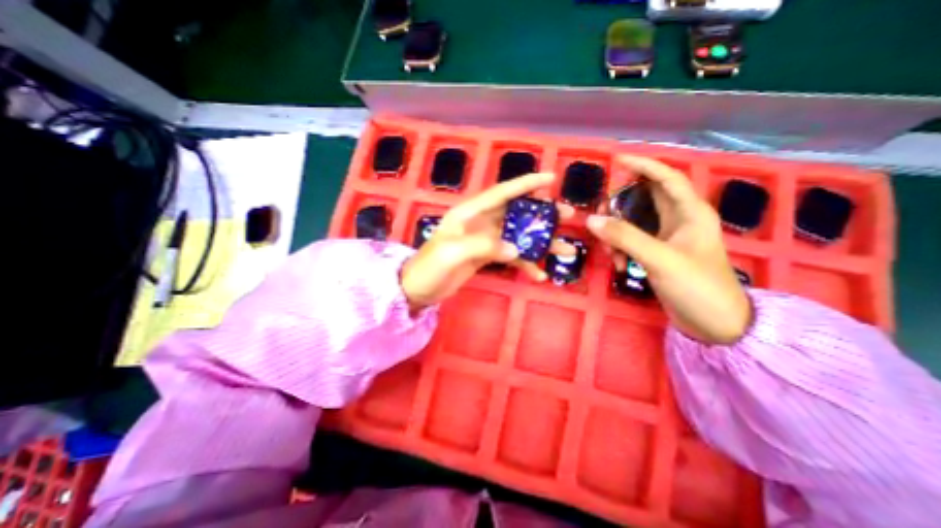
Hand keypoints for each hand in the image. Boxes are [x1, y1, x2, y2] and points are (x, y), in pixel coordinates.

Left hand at [402, 173, 577, 310]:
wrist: (418, 289)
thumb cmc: (429, 266)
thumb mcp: (452, 252)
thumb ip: (484, 246)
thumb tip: (516, 250)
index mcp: (470, 212)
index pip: (502, 192)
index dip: (526, 184)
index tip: (551, 179)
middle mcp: (481, 222)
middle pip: (517, 213)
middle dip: (542, 214)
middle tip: (567, 216)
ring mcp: (485, 240)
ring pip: (518, 235)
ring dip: (541, 242)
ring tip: (565, 250)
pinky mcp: (486, 256)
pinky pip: (511, 257)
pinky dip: (525, 264)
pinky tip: (539, 274)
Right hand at [587, 155, 750, 344]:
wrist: (714, 324)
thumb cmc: (697, 286)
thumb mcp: (660, 259)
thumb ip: (625, 237)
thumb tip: (592, 220)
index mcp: (690, 213)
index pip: (666, 178)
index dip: (644, 165)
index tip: (617, 161)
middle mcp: (678, 220)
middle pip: (645, 199)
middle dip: (621, 203)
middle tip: (600, 212)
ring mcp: (666, 238)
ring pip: (634, 221)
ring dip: (616, 230)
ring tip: (606, 246)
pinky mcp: (656, 254)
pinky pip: (631, 241)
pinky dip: (619, 248)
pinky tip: (616, 264)